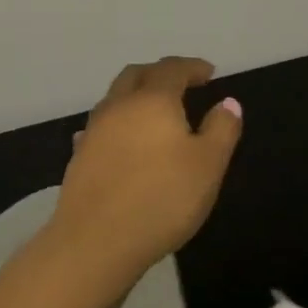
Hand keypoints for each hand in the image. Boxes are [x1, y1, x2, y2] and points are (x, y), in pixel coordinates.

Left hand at [43, 57, 242, 297]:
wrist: (96, 240)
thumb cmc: (163, 199)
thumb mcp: (208, 165)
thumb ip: (221, 130)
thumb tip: (227, 102)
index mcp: (152, 101)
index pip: (172, 69)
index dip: (192, 67)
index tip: (209, 72)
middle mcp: (118, 106)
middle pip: (136, 75)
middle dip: (159, 73)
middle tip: (180, 83)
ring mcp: (93, 131)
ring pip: (114, 99)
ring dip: (135, 96)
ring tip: (153, 112)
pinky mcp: (79, 156)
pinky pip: (100, 127)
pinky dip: (117, 124)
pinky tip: (120, 140)